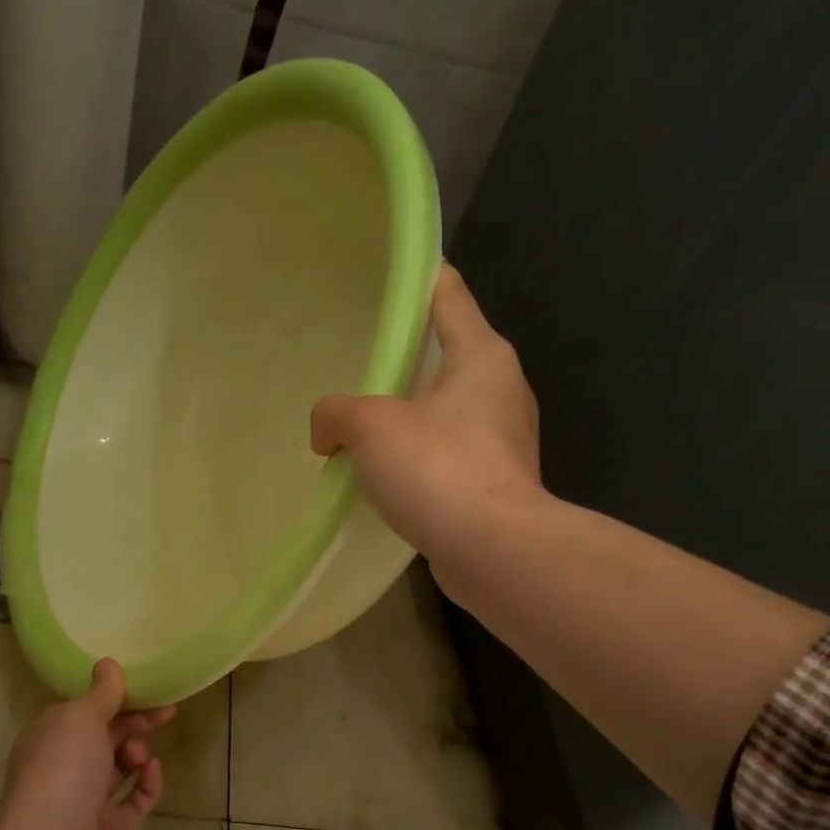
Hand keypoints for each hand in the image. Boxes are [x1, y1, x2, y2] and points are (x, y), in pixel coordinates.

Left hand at [0, 659, 172, 829]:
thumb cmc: (62, 771)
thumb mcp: (82, 718)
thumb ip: (102, 694)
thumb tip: (107, 664)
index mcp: (51, 736)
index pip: (86, 709)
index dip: (118, 697)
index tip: (149, 688)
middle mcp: (66, 766)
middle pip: (107, 736)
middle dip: (135, 723)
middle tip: (164, 714)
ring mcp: (87, 799)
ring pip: (121, 767)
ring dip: (137, 753)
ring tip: (140, 756)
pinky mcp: (110, 828)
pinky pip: (135, 799)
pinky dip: (147, 784)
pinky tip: (152, 772)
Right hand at [311, 263, 540, 565]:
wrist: (495, 550)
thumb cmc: (438, 468)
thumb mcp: (370, 427)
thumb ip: (336, 414)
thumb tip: (326, 434)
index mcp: (481, 354)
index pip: (447, 292)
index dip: (416, 278)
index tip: (383, 278)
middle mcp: (500, 387)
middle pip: (444, 353)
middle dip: (401, 360)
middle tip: (354, 365)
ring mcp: (503, 437)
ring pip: (444, 409)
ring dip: (406, 415)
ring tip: (360, 426)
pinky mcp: (496, 480)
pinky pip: (447, 453)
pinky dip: (418, 457)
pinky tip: (384, 475)